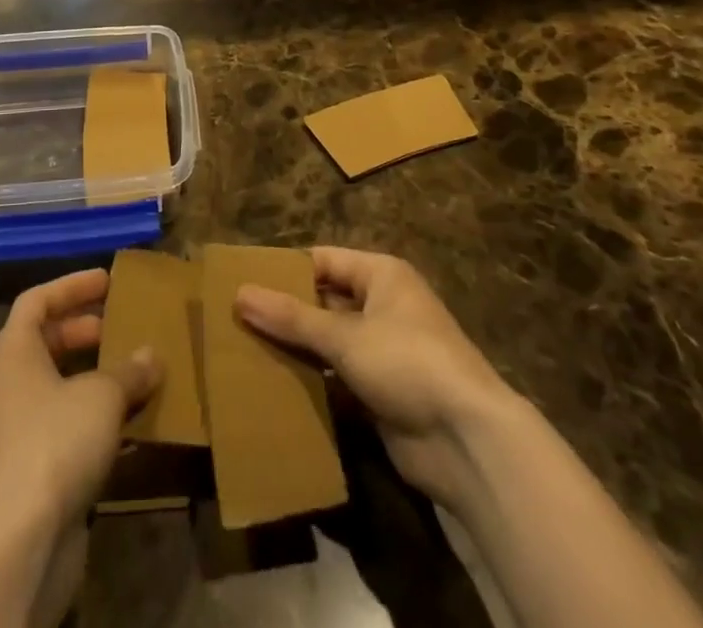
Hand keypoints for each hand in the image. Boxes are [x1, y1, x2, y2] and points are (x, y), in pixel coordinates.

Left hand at [0, 268, 161, 535]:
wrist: (22, 539)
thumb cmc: (57, 441)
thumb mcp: (103, 395)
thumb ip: (129, 371)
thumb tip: (151, 356)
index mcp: (14, 352)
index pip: (36, 300)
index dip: (72, 286)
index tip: (107, 281)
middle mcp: (8, 385)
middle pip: (44, 342)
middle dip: (83, 331)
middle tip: (118, 326)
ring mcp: (16, 430)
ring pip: (56, 387)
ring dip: (93, 378)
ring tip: (132, 373)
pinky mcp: (31, 472)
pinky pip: (65, 427)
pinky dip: (94, 419)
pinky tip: (130, 426)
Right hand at [236, 247, 513, 516]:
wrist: (468, 442)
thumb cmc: (408, 363)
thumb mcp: (345, 336)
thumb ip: (292, 317)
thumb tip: (239, 294)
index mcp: (381, 275)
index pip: (323, 261)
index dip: (285, 270)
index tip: (242, 281)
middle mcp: (383, 305)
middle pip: (325, 300)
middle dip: (286, 311)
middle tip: (235, 318)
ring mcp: (383, 350)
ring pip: (329, 339)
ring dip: (296, 347)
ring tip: (244, 349)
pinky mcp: (381, 391)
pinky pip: (337, 375)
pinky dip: (312, 378)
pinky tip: (275, 383)